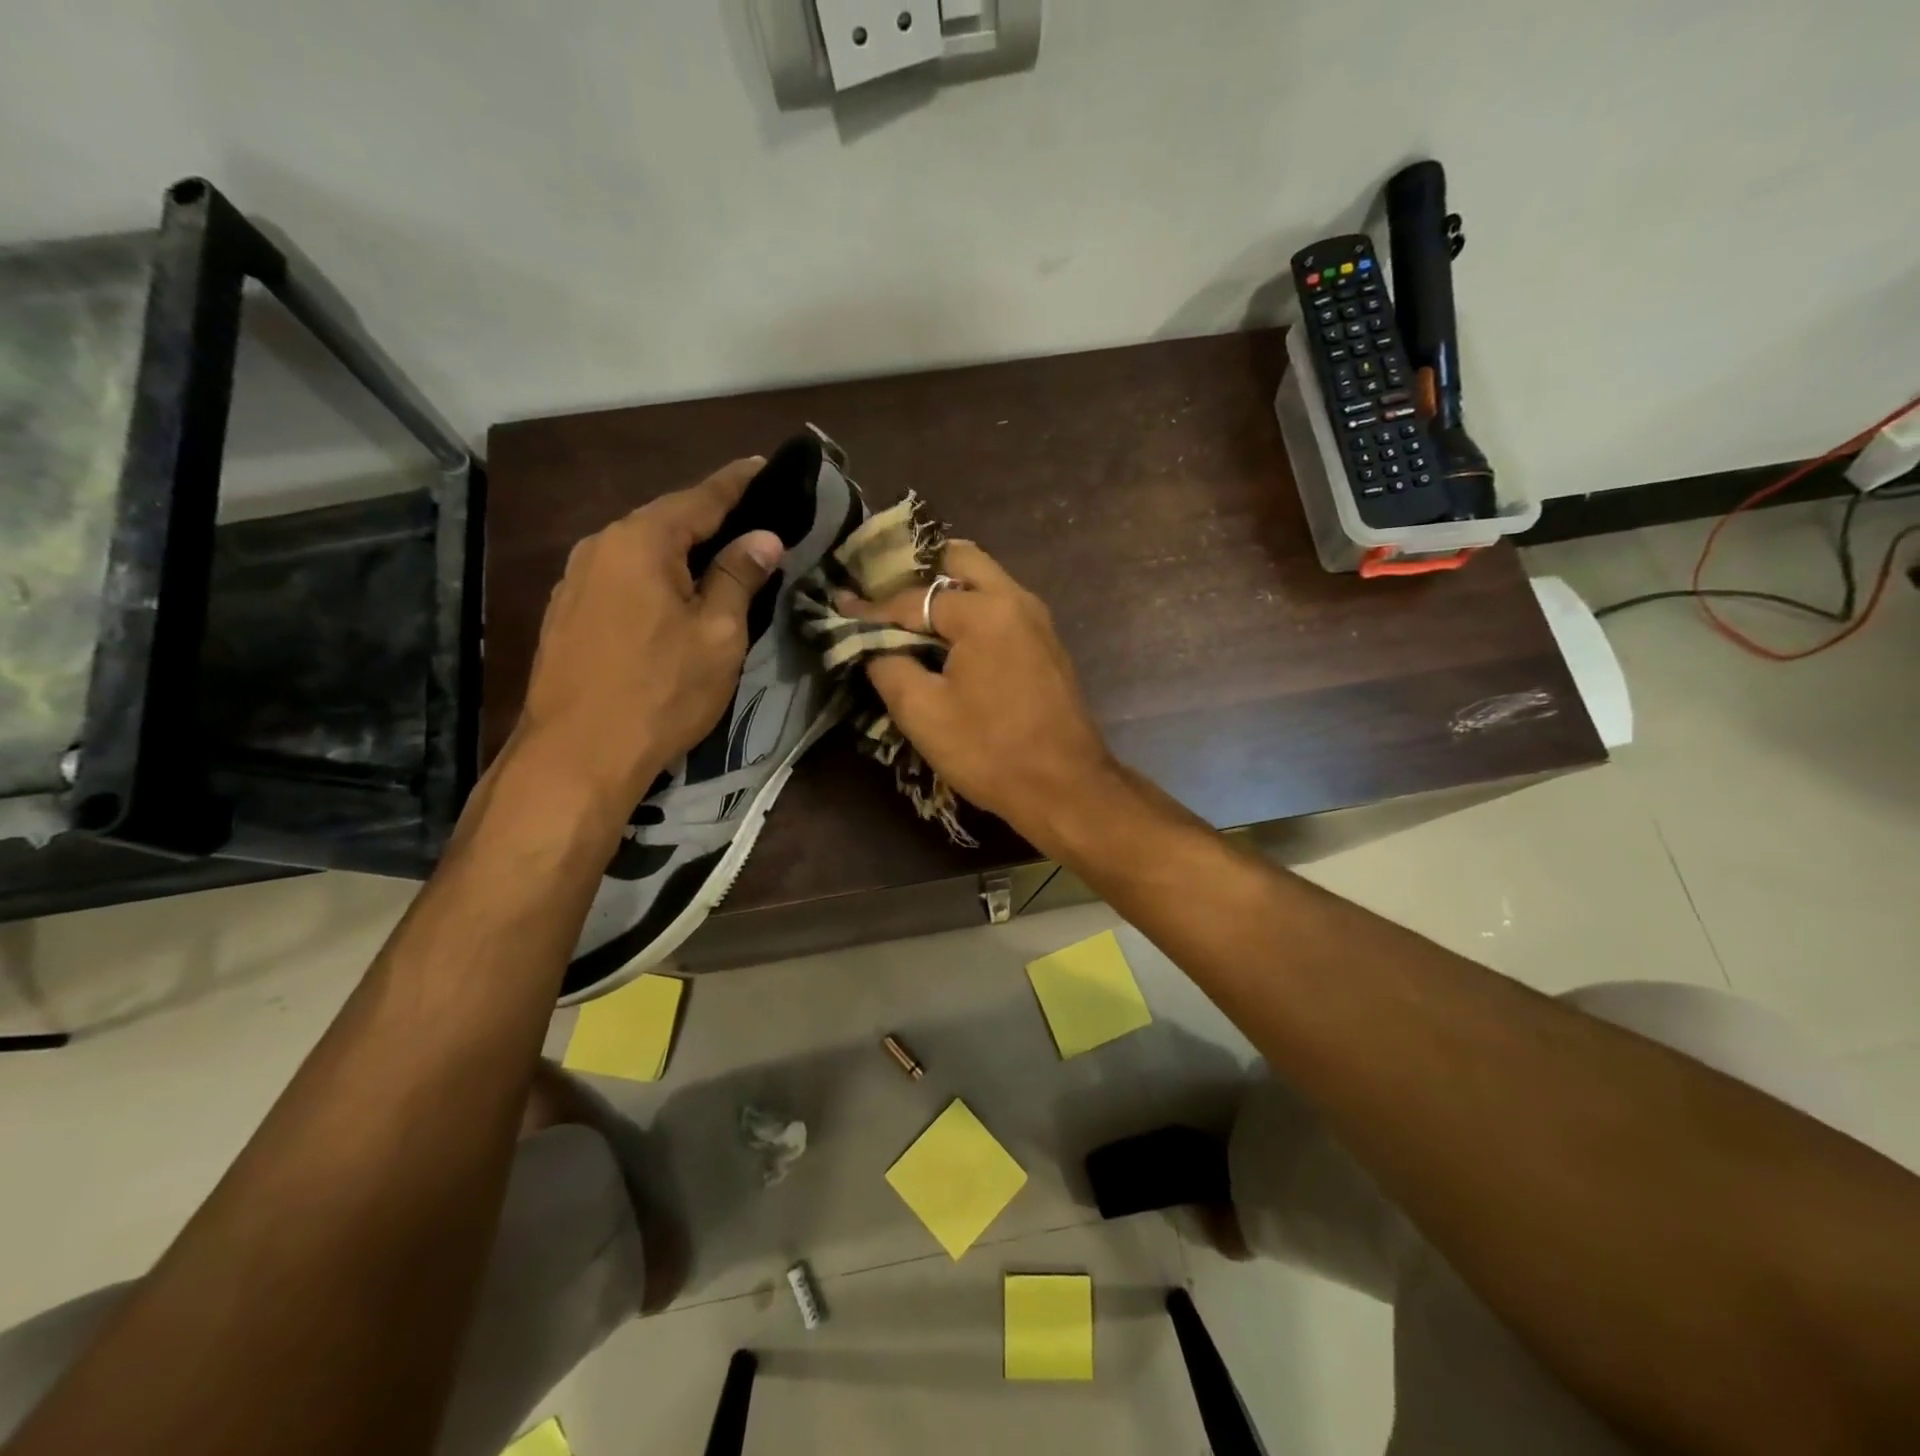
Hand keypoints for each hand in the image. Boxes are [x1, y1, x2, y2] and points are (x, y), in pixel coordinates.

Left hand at [512, 457, 782, 806]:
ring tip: (718, 560)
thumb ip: (739, 577)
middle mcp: (600, 546)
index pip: (700, 498)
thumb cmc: (661, 690)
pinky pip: (622, 578)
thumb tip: (763, 537)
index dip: (737, 483)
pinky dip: (654, 577)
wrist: (577, 755)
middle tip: (752, 522)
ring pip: (641, 552)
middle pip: (665, 521)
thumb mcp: (718, 634)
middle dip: (710, 518)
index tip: (764, 465)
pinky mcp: (567, 614)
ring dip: (681, 552)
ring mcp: (576, 581)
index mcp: (641, 541)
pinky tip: (672, 598)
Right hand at [834, 541, 1117, 846]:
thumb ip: (888, 666)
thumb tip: (874, 645)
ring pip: (985, 581)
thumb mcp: (922, 712)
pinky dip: (971, 611)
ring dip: (947, 590)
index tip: (841, 607)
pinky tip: (948, 642)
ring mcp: (1038, 621)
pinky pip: (1001, 608)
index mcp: (984, 610)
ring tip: (910, 618)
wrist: (1064, 787)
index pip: (914, 599)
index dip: (873, 608)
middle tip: (885, 598)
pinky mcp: (1046, 645)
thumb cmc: (990, 750)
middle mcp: (1016, 600)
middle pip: (960, 561)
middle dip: (918, 574)